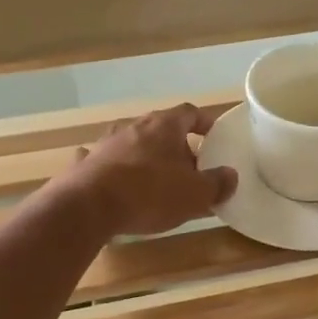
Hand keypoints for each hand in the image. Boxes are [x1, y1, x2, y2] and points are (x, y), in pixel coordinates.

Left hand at [61, 103, 237, 238]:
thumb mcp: (195, 194)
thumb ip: (216, 184)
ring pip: (133, 143)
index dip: (204, 123)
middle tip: (189, 168)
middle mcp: (135, 126)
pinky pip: (105, 160)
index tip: (213, 135)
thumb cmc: (150, 193)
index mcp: (165, 125)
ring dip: (146, 156)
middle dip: (177, 146)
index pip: (190, 112)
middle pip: (161, 128)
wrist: (89, 206)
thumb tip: (230, 176)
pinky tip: (115, 181)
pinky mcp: (87, 163)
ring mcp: (107, 142)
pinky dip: (113, 167)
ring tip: (156, 179)